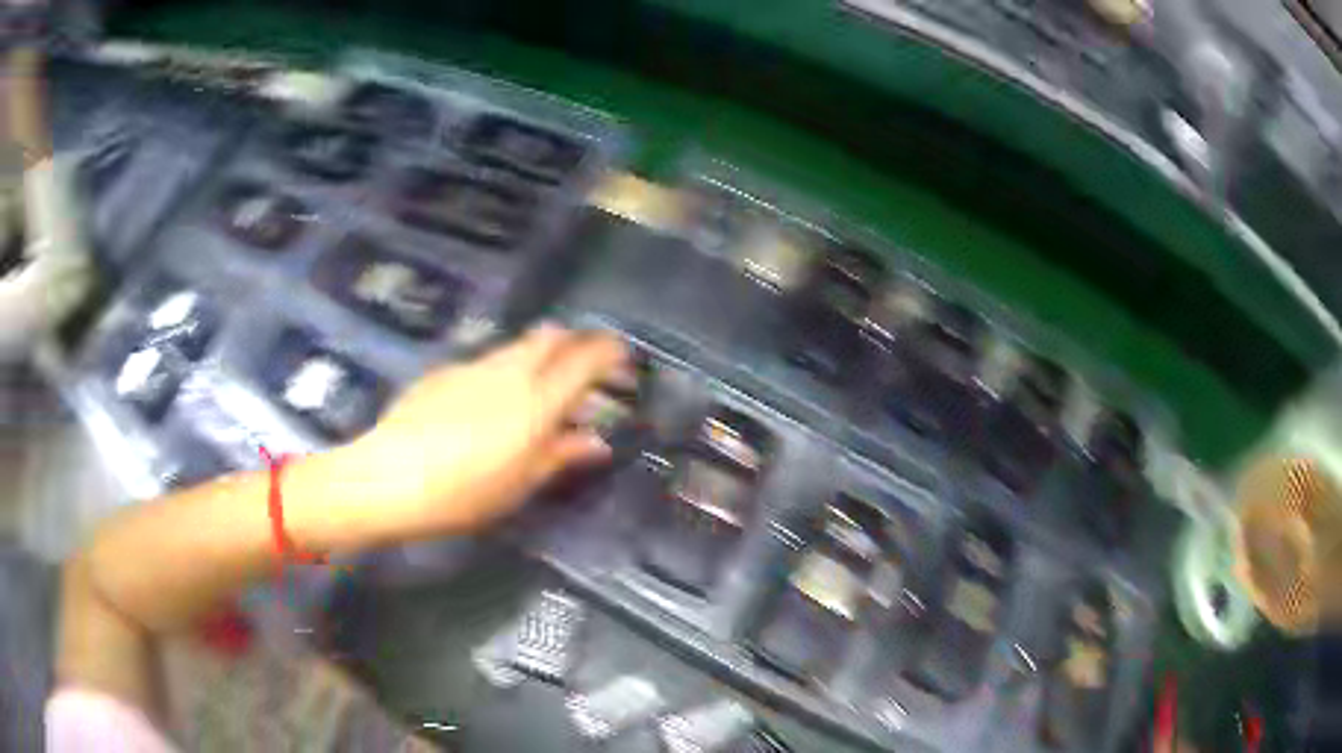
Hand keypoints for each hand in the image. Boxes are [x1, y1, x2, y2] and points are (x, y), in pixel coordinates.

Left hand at [312, 325, 627, 544]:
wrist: (389, 477)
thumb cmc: (464, 493)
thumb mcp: (520, 484)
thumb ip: (560, 455)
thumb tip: (595, 442)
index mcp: (537, 400)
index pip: (585, 359)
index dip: (609, 352)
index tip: (623, 358)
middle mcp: (509, 371)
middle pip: (552, 336)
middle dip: (576, 342)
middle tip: (585, 366)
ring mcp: (473, 365)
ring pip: (518, 345)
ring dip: (539, 354)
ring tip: (540, 385)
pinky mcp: (445, 371)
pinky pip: (487, 360)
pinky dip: (504, 369)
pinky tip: (489, 400)